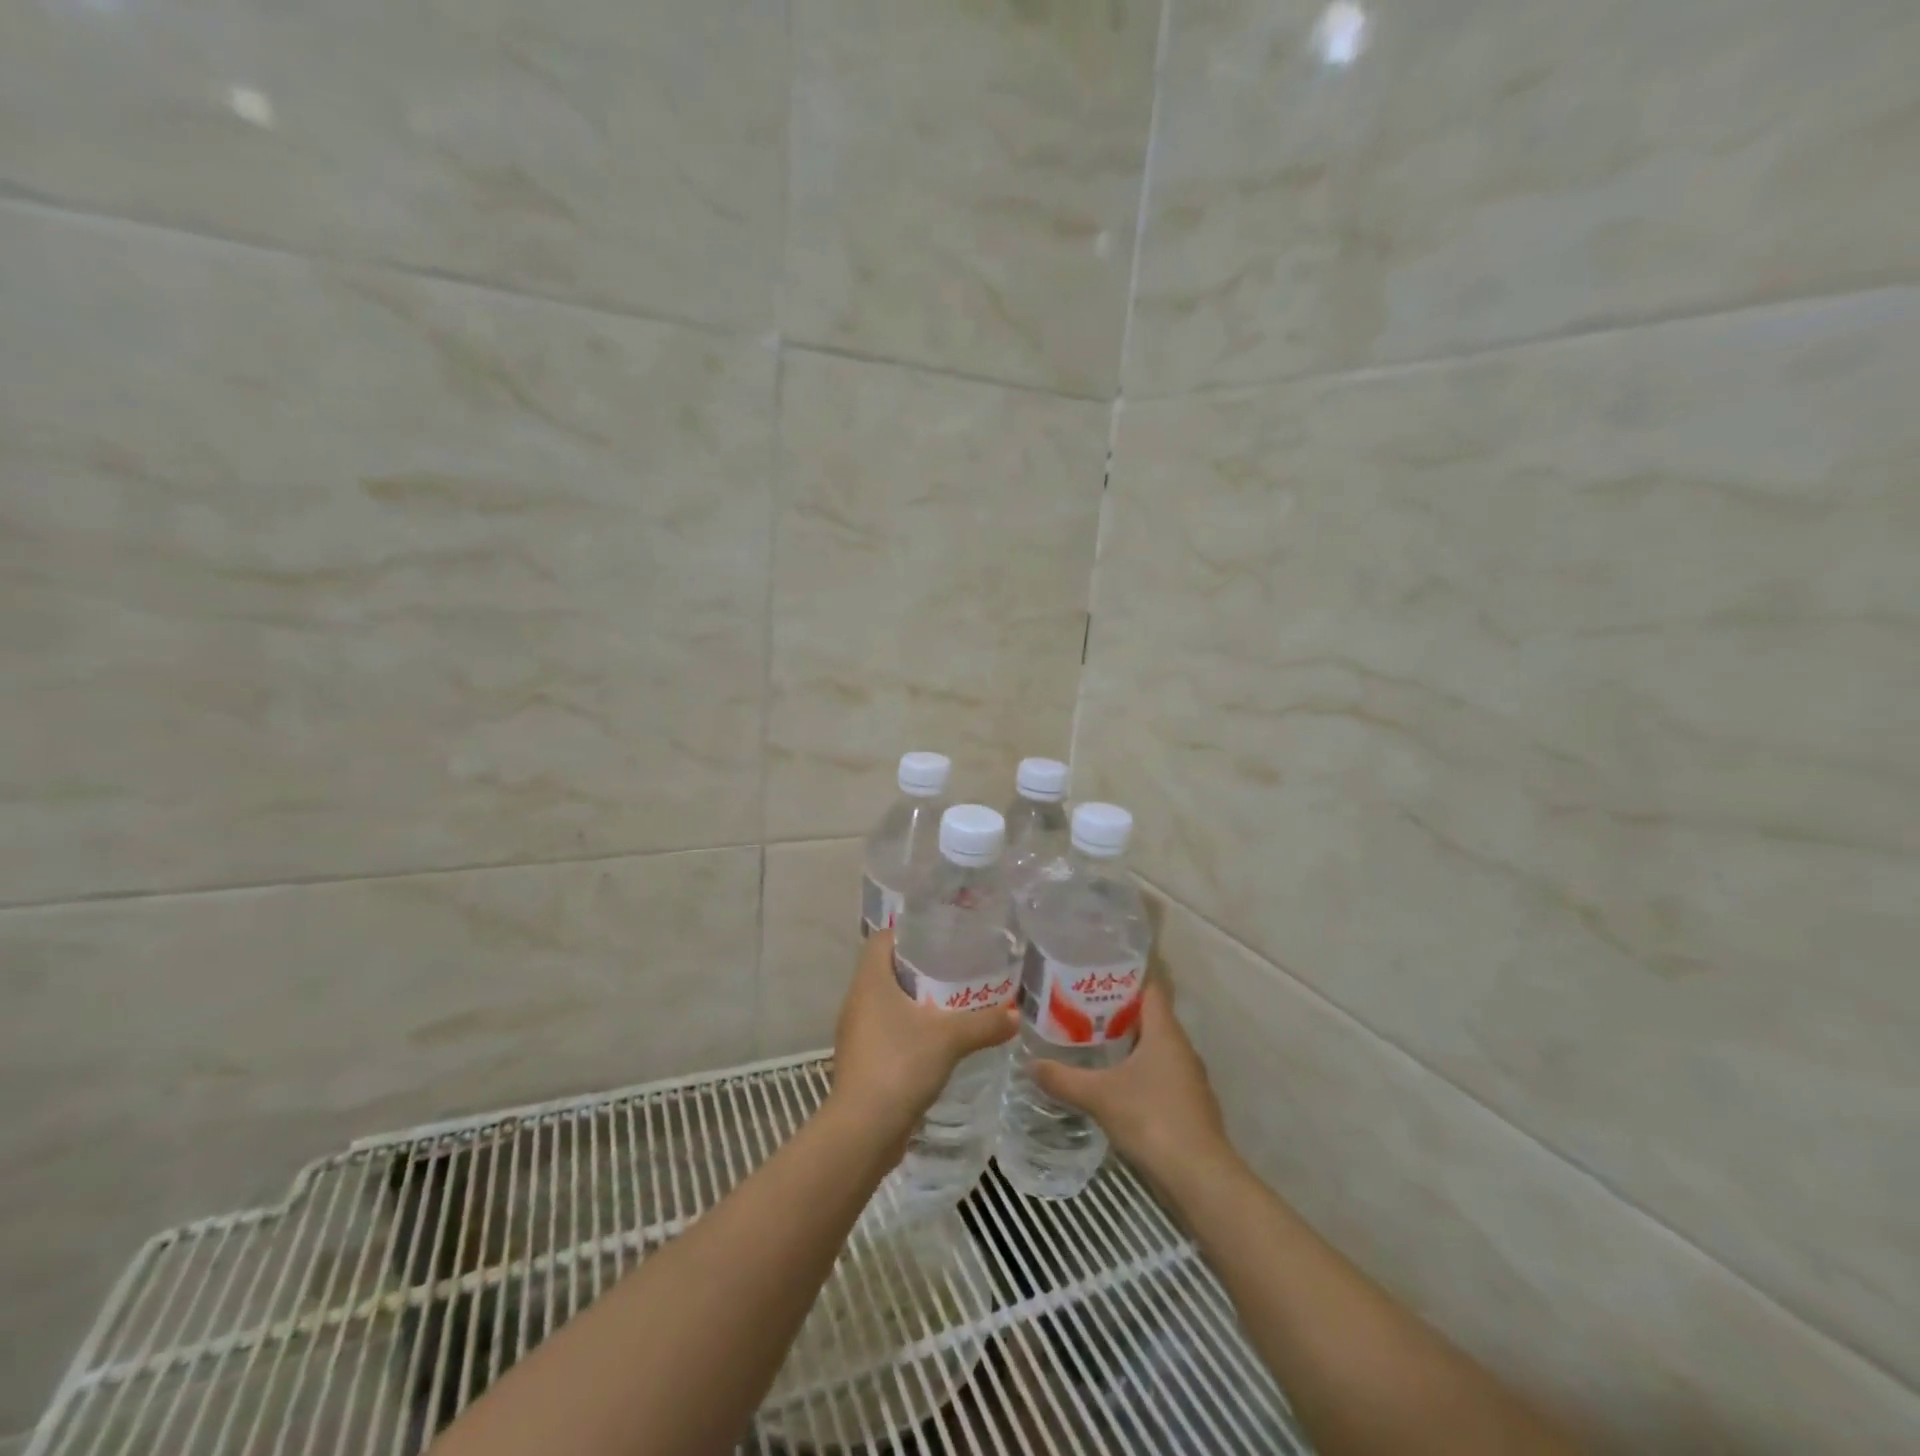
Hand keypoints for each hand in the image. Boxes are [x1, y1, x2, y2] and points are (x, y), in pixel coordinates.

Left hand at [830, 929, 1017, 1144]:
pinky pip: (887, 1030)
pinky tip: (938, 1040)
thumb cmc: (900, 1064)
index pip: (882, 939)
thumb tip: (1016, 1015)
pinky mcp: (863, 1060)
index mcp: (870, 981)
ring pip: (887, 1002)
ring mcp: (857, 1032)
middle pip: (887, 969)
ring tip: (953, 1002)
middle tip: (957, 968)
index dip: (908, 933)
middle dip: (921, 968)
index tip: (940, 935)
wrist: (864, 1129)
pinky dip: (910, 1029)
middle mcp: (858, 1000)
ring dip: (916, 1001)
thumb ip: (985, 1023)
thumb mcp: (950, 1038)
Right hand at [1032, 982, 1233, 1185]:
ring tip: (1089, 1040)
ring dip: (1127, 1042)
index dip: (1125, 976)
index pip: (1150, 987)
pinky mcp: (1187, 1105)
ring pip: (1154, 1047)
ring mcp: (1188, 1078)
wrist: (1199, 1178)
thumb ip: (1063, 1078)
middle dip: (1117, 1010)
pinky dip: (1137, 1070)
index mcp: (1165, 1032)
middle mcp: (1181, 1047)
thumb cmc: (1152, 1119)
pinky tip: (1112, 1081)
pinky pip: (1159, 1073)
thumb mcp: (1099, 1096)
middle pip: (1149, 1016)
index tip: (1095, 972)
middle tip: (1080, 1006)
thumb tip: (1029, 1064)